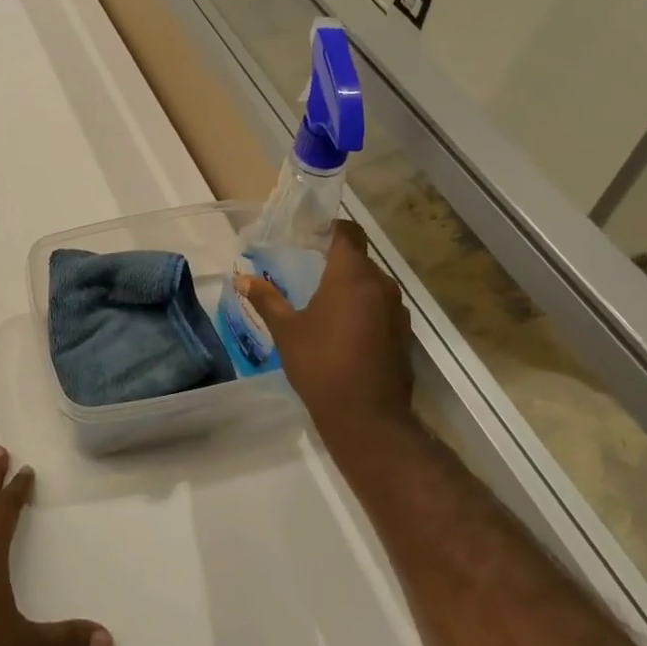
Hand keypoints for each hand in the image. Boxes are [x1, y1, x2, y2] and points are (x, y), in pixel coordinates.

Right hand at [237, 220, 414, 446]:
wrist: (366, 417)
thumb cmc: (321, 364)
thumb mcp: (286, 331)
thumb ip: (266, 300)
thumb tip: (242, 279)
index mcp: (351, 275)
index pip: (348, 233)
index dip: (330, 228)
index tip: (310, 235)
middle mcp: (381, 285)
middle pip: (360, 259)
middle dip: (336, 261)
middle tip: (309, 270)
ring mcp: (397, 311)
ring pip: (372, 285)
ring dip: (351, 288)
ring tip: (324, 302)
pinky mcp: (404, 335)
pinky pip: (382, 309)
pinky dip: (364, 310)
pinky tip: (344, 331)